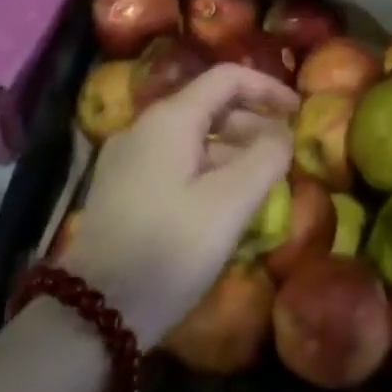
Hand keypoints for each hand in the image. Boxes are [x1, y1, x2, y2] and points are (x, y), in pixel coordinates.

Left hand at [60, 64, 295, 343]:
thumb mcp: (229, 204)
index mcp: (170, 119)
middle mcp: (145, 127)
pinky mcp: (122, 188)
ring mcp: (129, 158)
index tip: (298, 112)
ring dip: (232, 149)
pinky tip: (224, 203)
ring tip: (262, 182)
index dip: (267, 88)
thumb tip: (283, 135)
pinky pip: (175, 161)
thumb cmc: (170, 249)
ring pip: (192, 136)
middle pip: (209, 105)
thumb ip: (265, 159)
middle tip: (284, 153)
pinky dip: (208, 168)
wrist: (94, 313)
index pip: (226, 78)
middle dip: (252, 122)